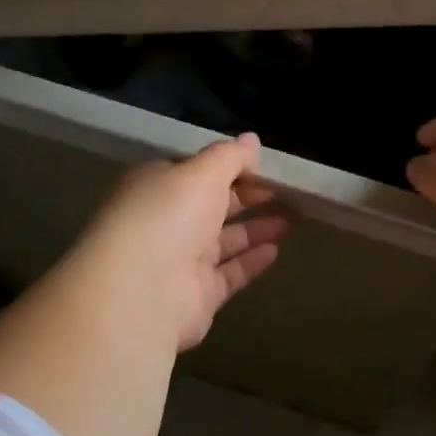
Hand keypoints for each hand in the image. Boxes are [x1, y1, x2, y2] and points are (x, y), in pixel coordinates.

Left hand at [65, 133, 289, 351]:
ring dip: (257, 228)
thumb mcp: (202, 172)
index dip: (232, 167)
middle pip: (214, 205)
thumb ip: (230, 156)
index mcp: (158, 187)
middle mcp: (166, 221)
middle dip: (250, 197)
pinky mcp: (197, 295)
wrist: (142, 292)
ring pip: (225, 240)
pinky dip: (252, 261)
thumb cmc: (168, 216)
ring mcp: (181, 261)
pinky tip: (276, 250)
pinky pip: (230, 273)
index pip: (197, 172)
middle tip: (288, 192)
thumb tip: (251, 139)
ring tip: (293, 218)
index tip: (267, 166)